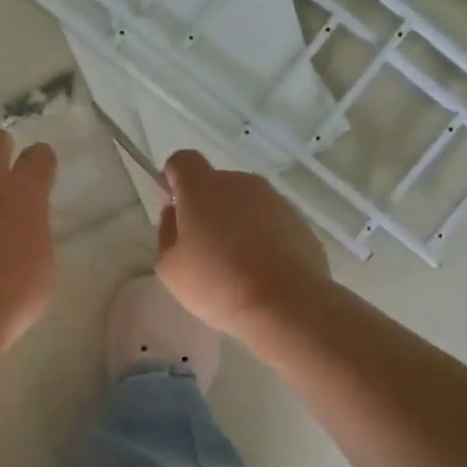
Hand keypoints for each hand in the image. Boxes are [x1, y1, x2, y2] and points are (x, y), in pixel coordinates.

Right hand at [155, 150, 329, 342]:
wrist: (286, 304)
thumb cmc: (217, 283)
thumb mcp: (170, 266)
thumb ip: (166, 232)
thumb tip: (176, 214)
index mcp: (203, 188)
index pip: (182, 161)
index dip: (173, 180)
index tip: (175, 210)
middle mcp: (240, 183)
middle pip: (216, 184)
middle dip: (206, 208)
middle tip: (203, 248)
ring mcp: (274, 200)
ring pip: (245, 203)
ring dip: (236, 223)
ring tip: (236, 265)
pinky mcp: (300, 221)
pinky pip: (270, 222)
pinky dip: (262, 237)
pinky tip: (261, 271)